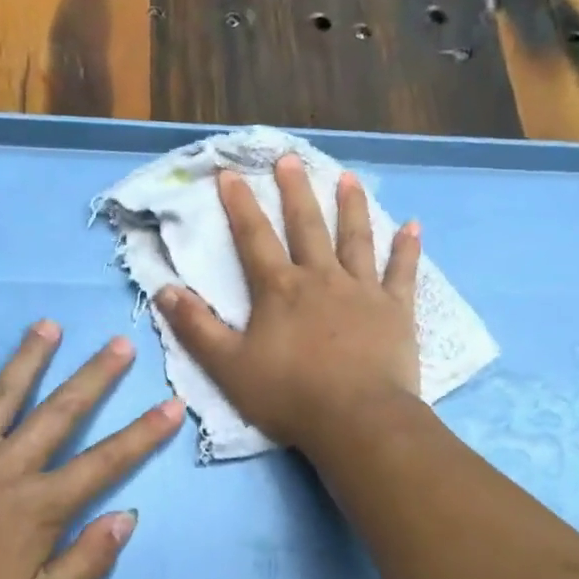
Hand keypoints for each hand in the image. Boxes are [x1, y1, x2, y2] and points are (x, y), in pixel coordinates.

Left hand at [0, 322, 183, 578]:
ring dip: (27, 359)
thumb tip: (127, 517)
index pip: (105, 463)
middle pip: (59, 413)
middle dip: (95, 377)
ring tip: (48, 326)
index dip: (143, 434)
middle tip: (120, 344)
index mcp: (39, 505)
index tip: (172, 404)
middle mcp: (5, 467)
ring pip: (0, 397)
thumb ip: (86, 562)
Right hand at [156, 155, 421, 453]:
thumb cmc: (289, 395)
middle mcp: (321, 278)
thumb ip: (196, 327)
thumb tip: (164, 289)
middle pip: (307, 227)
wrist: (356, 419)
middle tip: (291, 159)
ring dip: (351, 206)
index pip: (254, 238)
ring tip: (347, 178)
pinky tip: (414, 226)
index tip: (231, 173)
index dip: (240, 205)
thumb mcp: (228, 366)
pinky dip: (408, 249)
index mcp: (280, 290)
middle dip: (295, 191)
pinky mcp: (396, 310)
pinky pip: (403, 273)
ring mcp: (363, 291)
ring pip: (356, 239)